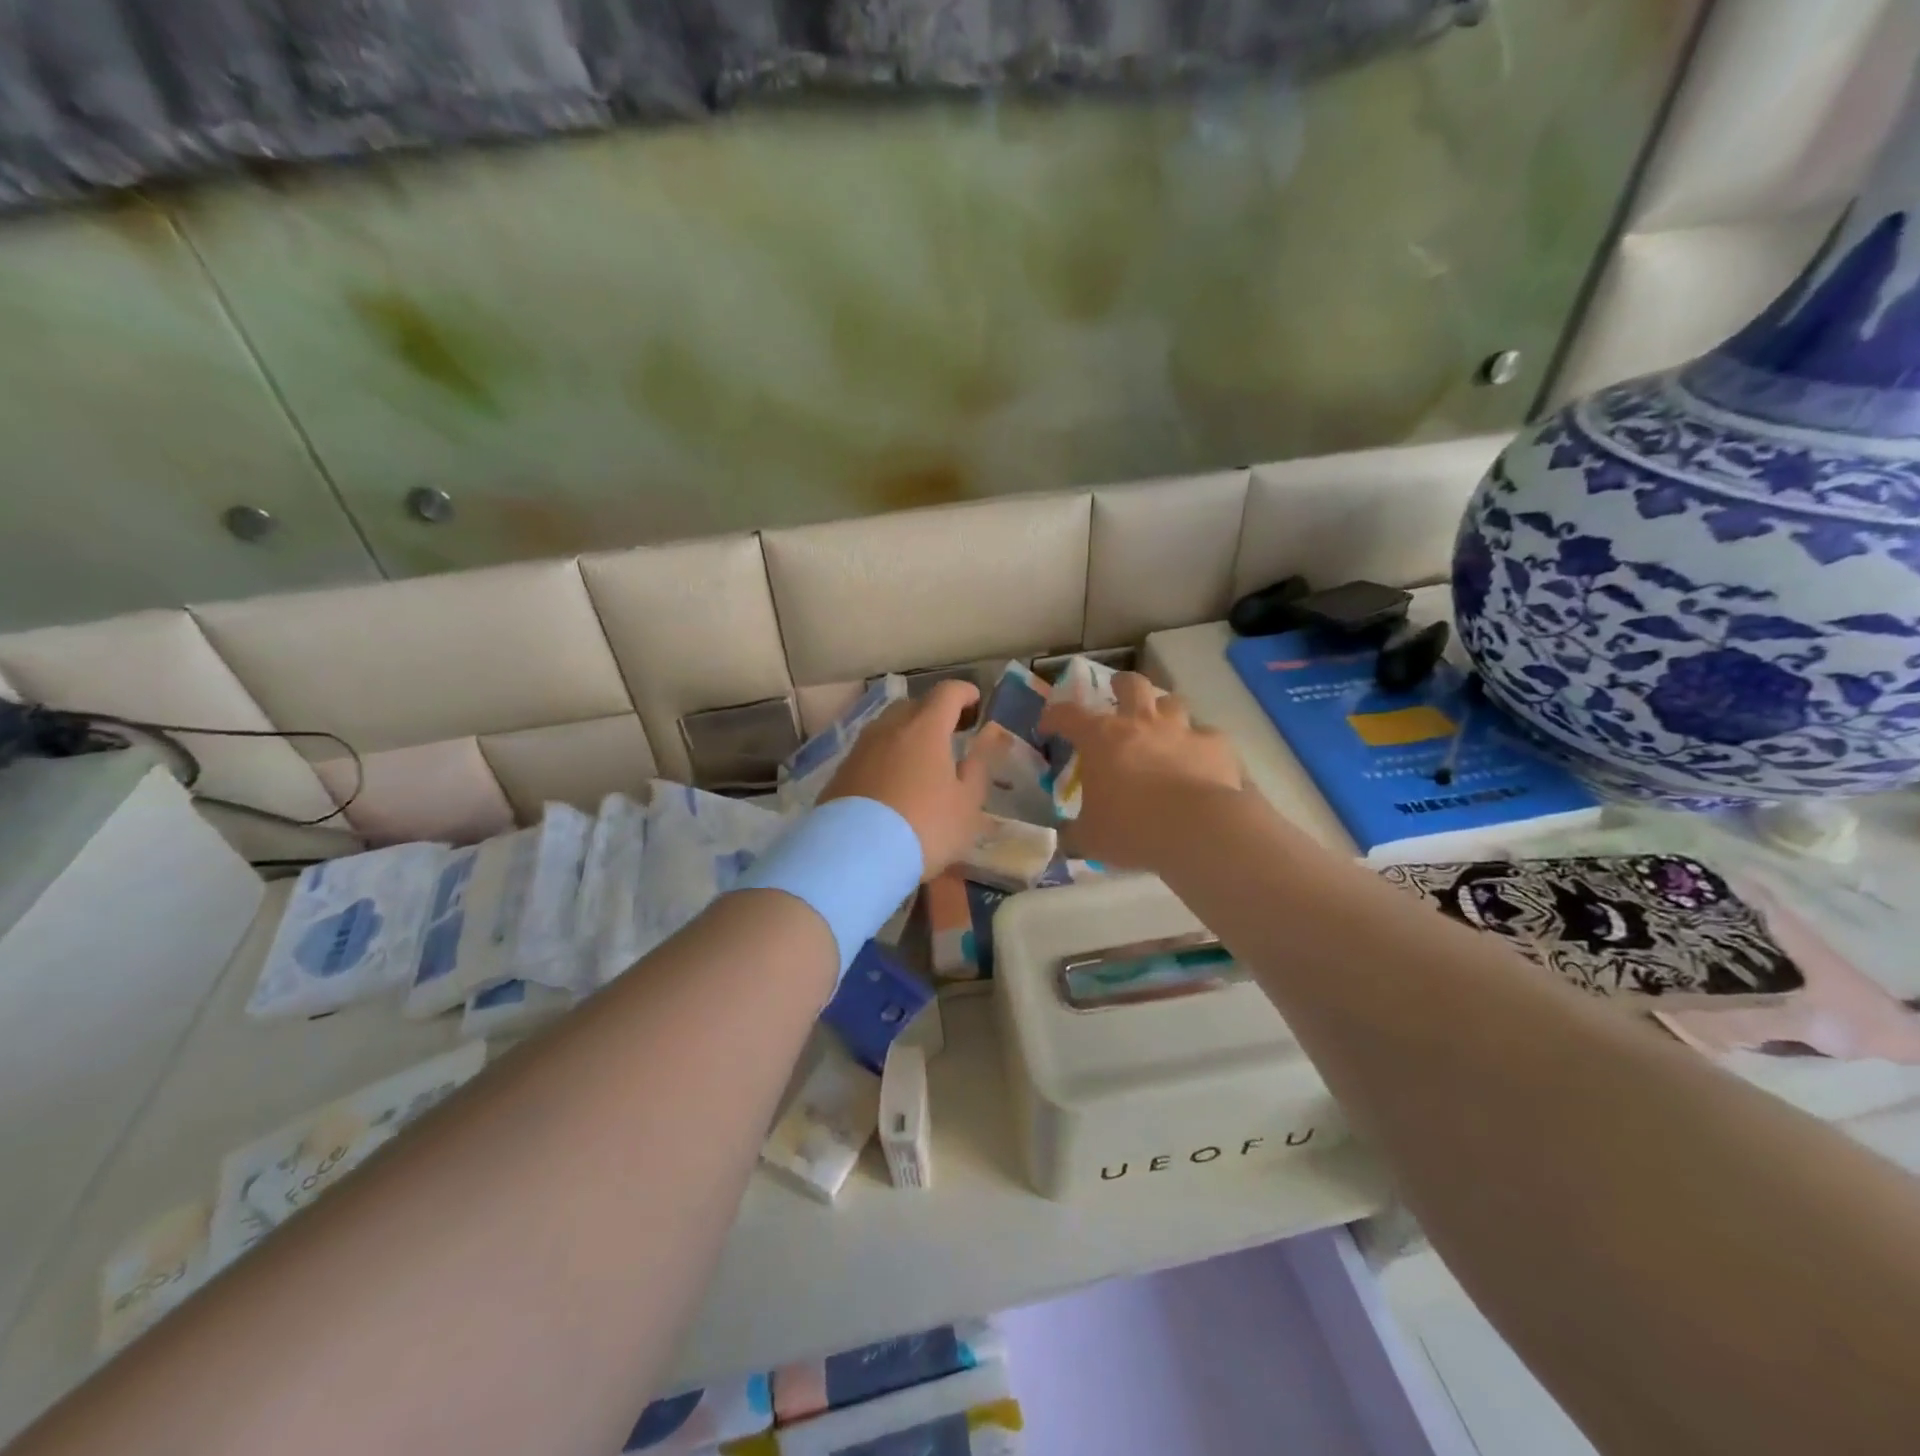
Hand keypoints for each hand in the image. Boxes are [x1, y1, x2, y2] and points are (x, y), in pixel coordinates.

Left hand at [820, 681, 997, 880]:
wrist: (855, 855)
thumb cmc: (925, 827)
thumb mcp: (967, 804)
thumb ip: (978, 766)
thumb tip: (985, 739)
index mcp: (926, 728)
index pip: (947, 692)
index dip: (964, 693)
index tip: (975, 702)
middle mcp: (890, 727)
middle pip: (914, 706)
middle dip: (934, 713)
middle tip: (950, 734)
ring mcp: (860, 748)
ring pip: (888, 728)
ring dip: (907, 735)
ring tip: (920, 761)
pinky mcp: (841, 771)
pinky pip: (870, 752)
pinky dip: (886, 757)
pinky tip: (892, 784)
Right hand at [1039, 672, 1244, 870]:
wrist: (1198, 830)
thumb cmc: (1132, 830)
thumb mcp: (1090, 838)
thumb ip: (1074, 832)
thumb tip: (1066, 836)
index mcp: (1101, 738)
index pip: (1067, 714)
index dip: (1053, 717)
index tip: (1048, 728)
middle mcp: (1140, 723)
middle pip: (1131, 685)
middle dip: (1121, 685)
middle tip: (1118, 695)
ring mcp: (1181, 730)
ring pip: (1172, 702)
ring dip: (1163, 710)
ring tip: (1162, 726)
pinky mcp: (1215, 745)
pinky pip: (1207, 736)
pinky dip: (1200, 745)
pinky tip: (1200, 761)